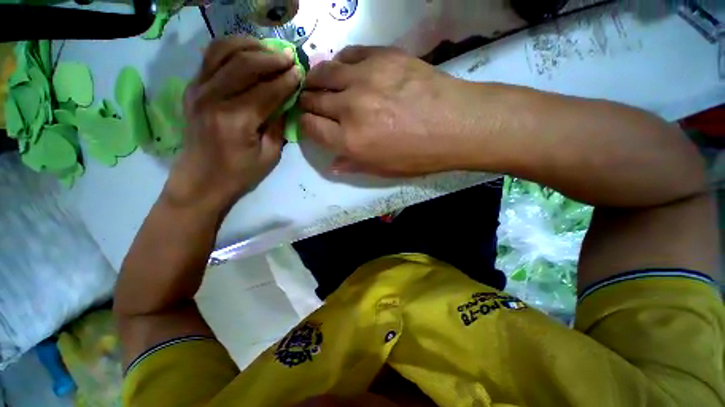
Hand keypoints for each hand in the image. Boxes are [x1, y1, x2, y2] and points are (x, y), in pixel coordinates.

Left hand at [165, 37, 302, 210]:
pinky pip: (210, 57)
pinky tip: (246, 51)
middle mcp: (213, 98)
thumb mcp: (270, 156)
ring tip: (268, 50)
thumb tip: (286, 102)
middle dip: (271, 58)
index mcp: (236, 120)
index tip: (300, 72)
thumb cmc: (240, 173)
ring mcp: (198, 90)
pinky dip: (230, 48)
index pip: (266, 90)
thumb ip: (279, 126)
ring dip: (249, 46)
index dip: (286, 80)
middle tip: (289, 58)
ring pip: (223, 51)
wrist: (202, 179)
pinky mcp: (192, 88)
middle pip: (244, 64)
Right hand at [299, 46, 484, 176]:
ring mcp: (364, 78)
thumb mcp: (383, 169)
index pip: (310, 127)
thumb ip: (353, 165)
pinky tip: (345, 69)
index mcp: (349, 141)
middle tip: (313, 104)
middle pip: (312, 99)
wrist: (455, 125)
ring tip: (321, 84)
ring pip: (323, 72)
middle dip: (308, 103)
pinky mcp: (381, 56)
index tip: (311, 125)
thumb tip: (332, 165)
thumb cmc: (418, 155)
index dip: (306, 126)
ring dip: (317, 80)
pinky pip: (348, 54)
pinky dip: (340, 62)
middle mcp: (349, 108)